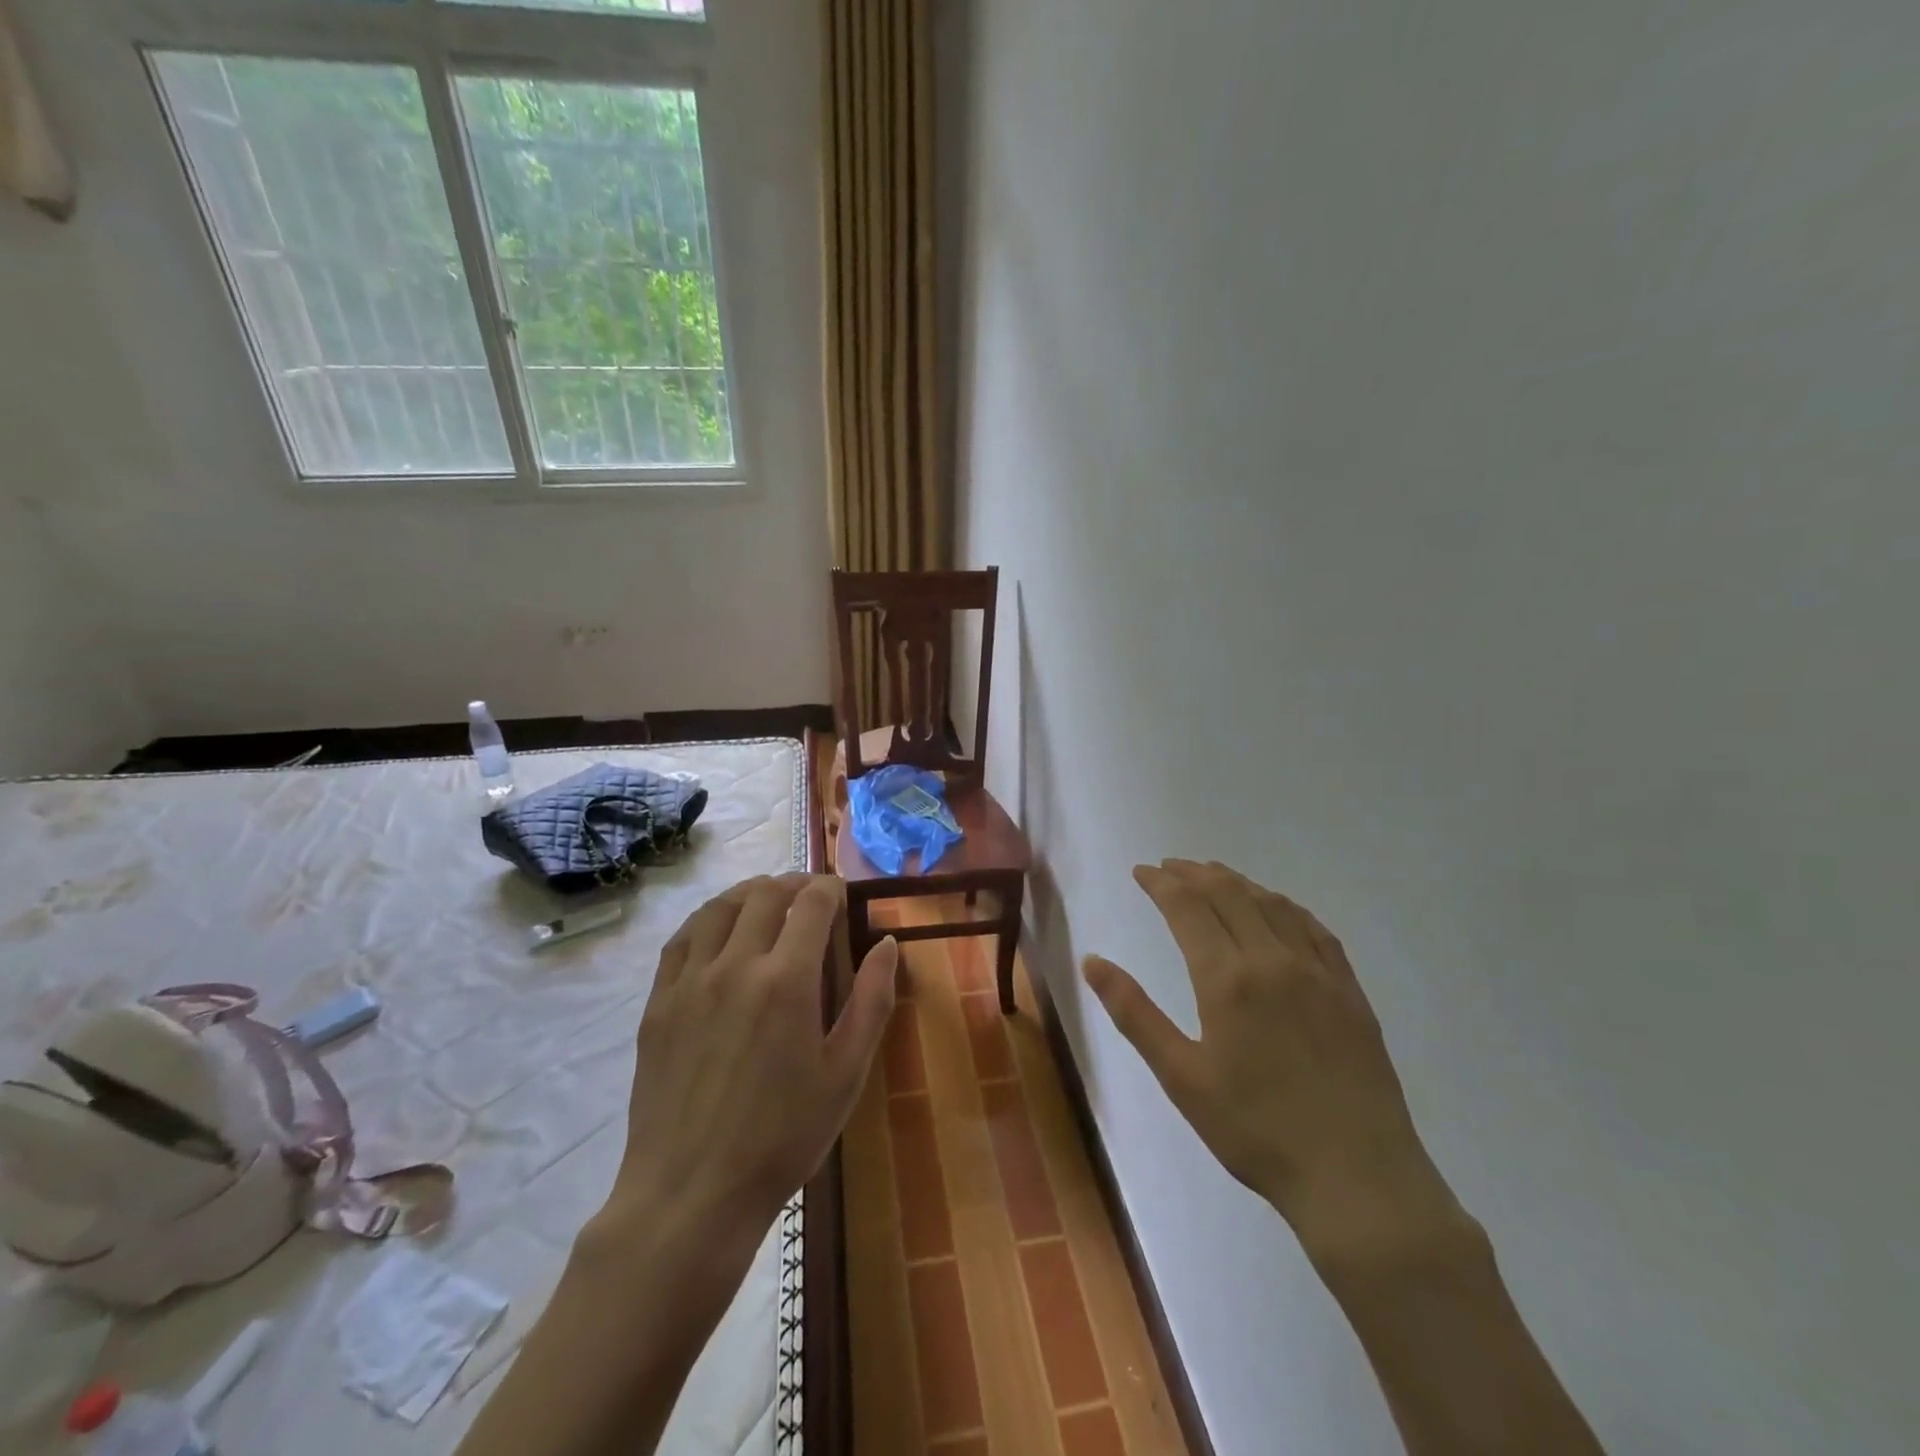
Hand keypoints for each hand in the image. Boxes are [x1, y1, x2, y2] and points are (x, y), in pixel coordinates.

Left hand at [606, 874, 897, 1246]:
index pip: (811, 902)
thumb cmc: (783, 1137)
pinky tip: (718, 930)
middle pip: (764, 893)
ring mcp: (690, 981)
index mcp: (787, 980)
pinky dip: (707, 919)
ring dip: (749, 893)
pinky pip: (681, 938)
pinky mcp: (658, 1002)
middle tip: (809, 898)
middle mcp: (736, 965)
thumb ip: (872, 1001)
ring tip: (766, 902)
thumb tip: (886, 944)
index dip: (830, 887)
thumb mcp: (846, 1074)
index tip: (841, 895)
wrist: (692, 1194)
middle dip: (793, 884)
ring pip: (719, 907)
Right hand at [1085, 860, 1466, 1265]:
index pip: (1187, 907)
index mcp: (1227, 978)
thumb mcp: (1181, 1076)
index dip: (1161, 883)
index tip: (1141, 871)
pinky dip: (1285, 906)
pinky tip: (1278, 908)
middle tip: (1169, 867)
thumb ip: (1134, 1013)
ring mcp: (1318, 972)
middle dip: (1194, 874)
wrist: (1357, 1178)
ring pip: (1271, 904)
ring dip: (1237, 882)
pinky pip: (1314, 929)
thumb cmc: (1255, 1130)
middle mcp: (1272, 959)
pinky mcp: (1349, 991)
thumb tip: (1092, 962)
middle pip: (1228, 894)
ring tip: (1214, 875)